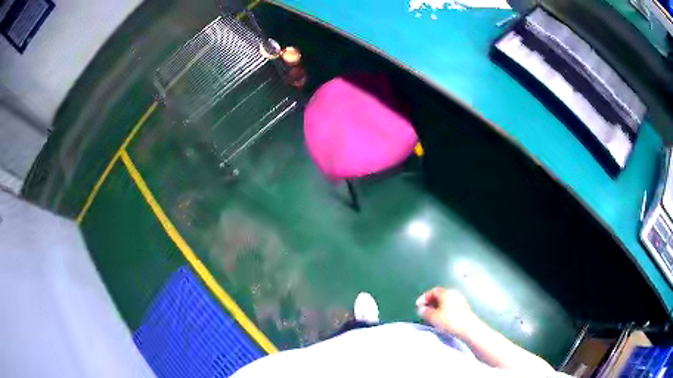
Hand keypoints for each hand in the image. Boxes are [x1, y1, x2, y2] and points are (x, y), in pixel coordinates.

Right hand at [416, 287, 475, 337]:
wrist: (468, 327)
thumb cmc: (449, 320)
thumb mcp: (433, 317)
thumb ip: (425, 312)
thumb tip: (421, 309)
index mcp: (446, 292)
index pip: (433, 291)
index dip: (424, 297)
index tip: (418, 305)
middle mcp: (453, 293)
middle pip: (439, 295)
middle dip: (430, 302)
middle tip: (424, 311)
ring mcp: (460, 300)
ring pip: (445, 301)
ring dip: (437, 307)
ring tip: (431, 316)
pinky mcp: (463, 307)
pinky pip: (450, 305)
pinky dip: (443, 310)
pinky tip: (441, 318)